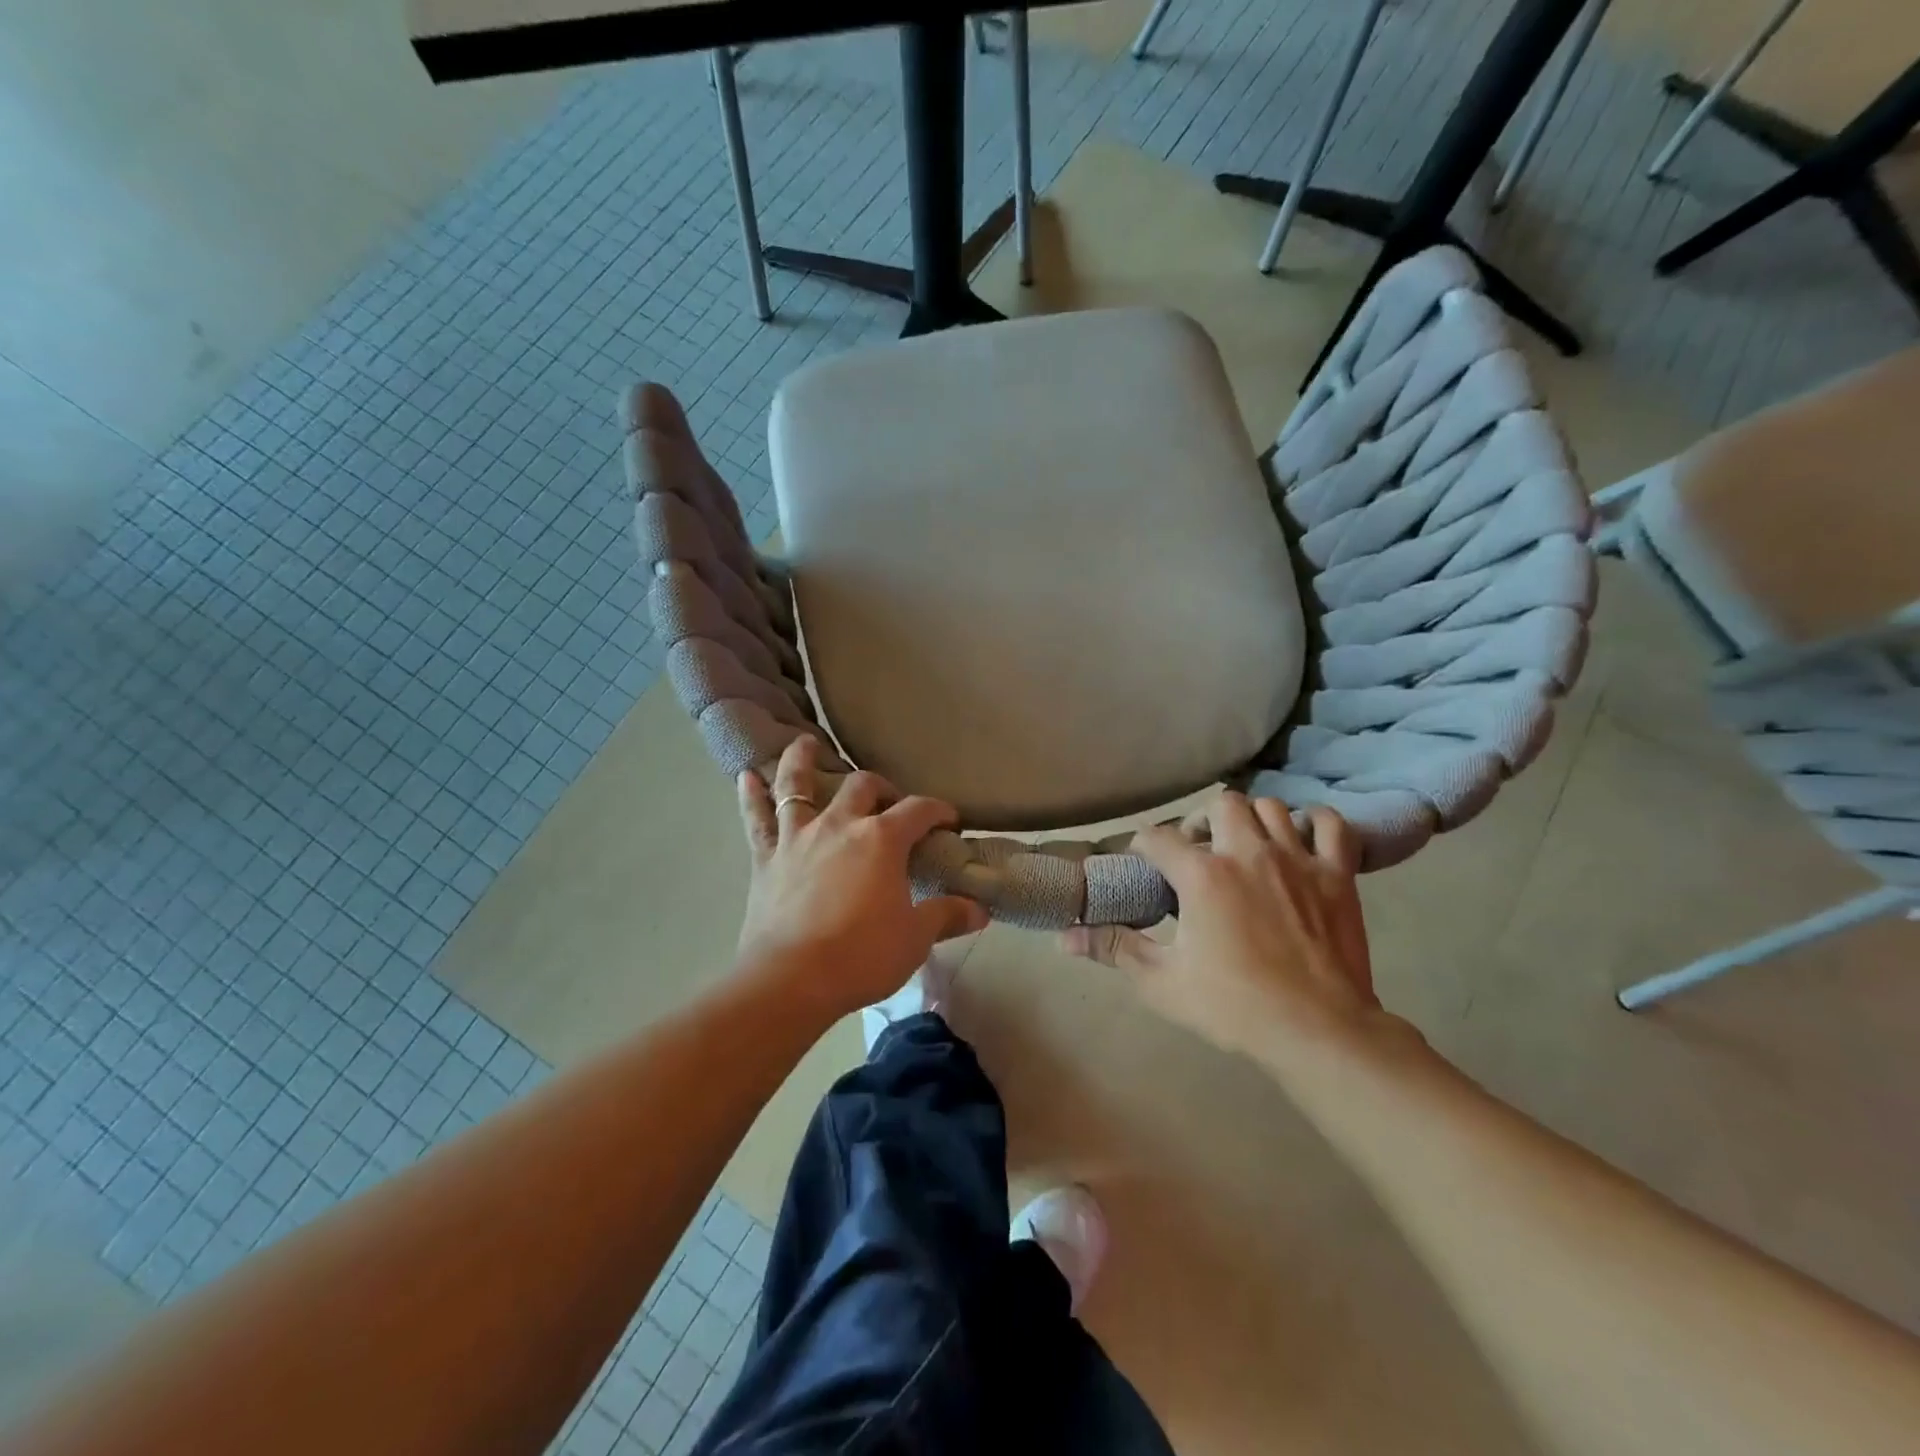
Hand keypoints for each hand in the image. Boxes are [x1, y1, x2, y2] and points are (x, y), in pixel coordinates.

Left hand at [735, 736, 988, 1020]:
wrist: (791, 980)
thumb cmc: (861, 955)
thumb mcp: (915, 938)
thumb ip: (947, 916)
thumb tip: (980, 910)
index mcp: (882, 839)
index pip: (918, 810)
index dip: (938, 811)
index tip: (949, 821)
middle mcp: (840, 824)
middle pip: (862, 786)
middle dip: (881, 787)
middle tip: (889, 802)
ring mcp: (798, 836)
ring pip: (798, 784)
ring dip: (802, 761)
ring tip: (804, 743)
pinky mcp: (766, 857)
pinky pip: (757, 818)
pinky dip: (751, 795)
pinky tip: (746, 776)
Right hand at [1061, 793, 1409, 1063]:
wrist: (1318, 1032)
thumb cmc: (1234, 1007)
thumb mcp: (1162, 982)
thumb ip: (1114, 948)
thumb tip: (1064, 937)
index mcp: (1202, 875)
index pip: (1157, 837)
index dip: (1143, 847)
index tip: (1145, 867)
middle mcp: (1247, 852)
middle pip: (1219, 803)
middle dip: (1203, 821)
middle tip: (1200, 854)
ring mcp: (1297, 859)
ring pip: (1270, 807)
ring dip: (1252, 821)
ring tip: (1245, 848)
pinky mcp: (1338, 874)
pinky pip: (1330, 824)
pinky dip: (1314, 824)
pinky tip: (1301, 841)